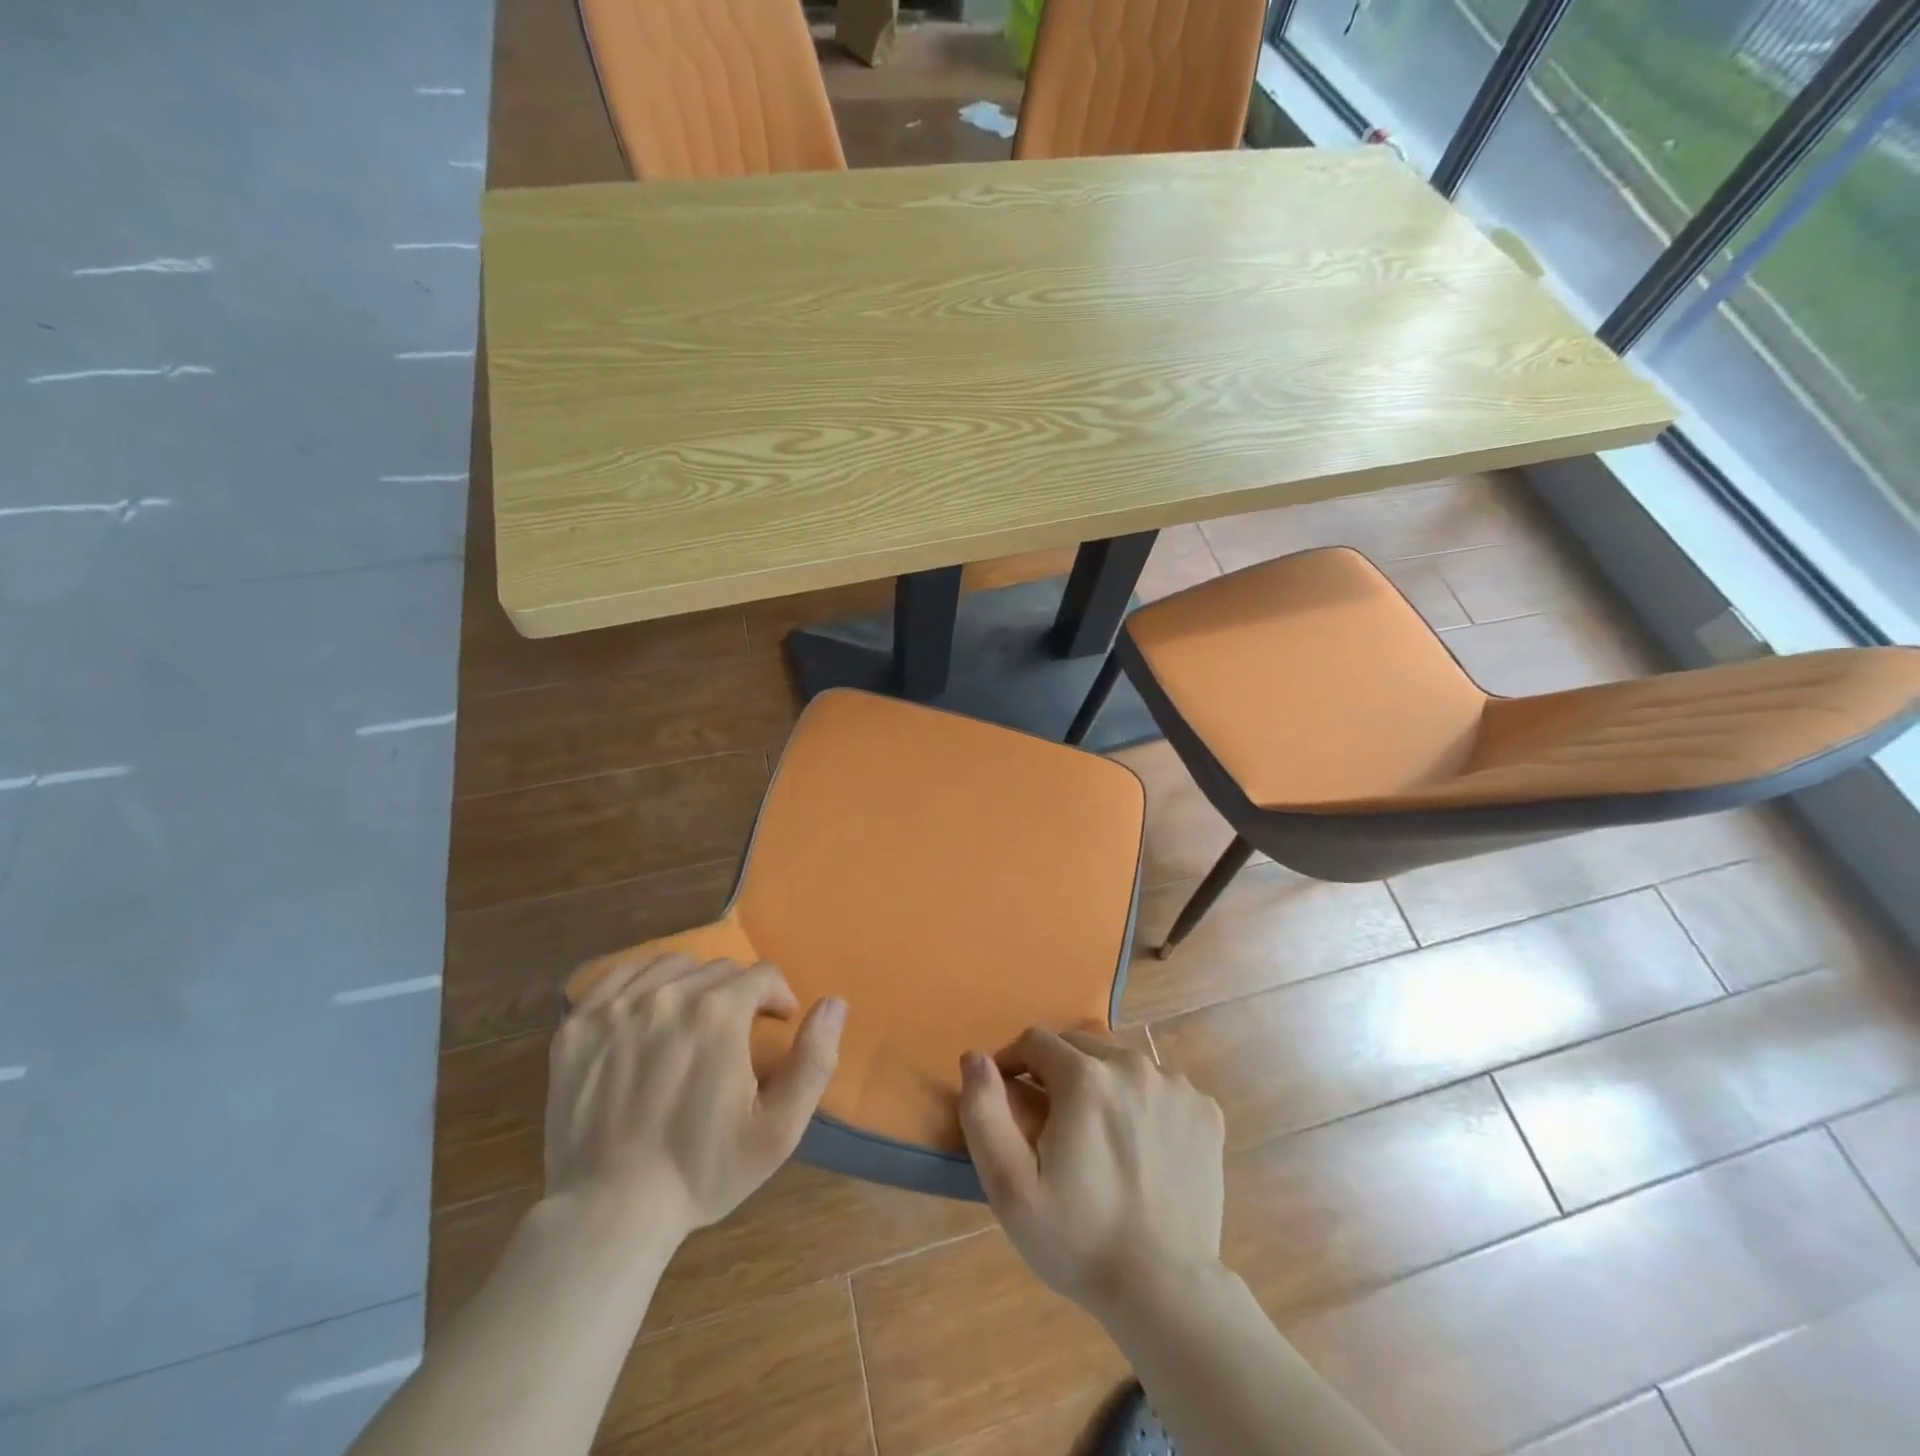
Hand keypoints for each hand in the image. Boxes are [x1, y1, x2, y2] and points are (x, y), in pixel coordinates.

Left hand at [544, 953, 844, 1242]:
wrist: (610, 1213)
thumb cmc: (702, 1172)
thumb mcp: (778, 1129)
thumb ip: (815, 1059)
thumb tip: (835, 1002)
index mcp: (719, 1012)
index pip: (763, 975)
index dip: (778, 998)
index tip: (776, 1026)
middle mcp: (669, 994)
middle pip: (719, 968)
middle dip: (738, 994)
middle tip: (735, 1035)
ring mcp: (617, 1006)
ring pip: (672, 965)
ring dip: (693, 984)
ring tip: (692, 1021)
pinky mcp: (579, 1024)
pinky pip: (620, 976)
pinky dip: (642, 984)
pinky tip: (647, 1013)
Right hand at [957, 1028, 1225, 1317]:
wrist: (1165, 1292)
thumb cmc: (1079, 1239)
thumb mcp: (1010, 1186)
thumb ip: (984, 1112)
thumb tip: (975, 1057)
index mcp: (1085, 1077)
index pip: (1036, 1041)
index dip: (1014, 1063)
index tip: (1010, 1097)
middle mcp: (1133, 1065)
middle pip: (1079, 1047)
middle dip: (1057, 1072)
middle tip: (1053, 1123)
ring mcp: (1176, 1086)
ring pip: (1121, 1063)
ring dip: (1101, 1084)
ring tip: (1098, 1136)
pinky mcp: (1205, 1110)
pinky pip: (1160, 1086)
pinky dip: (1143, 1102)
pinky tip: (1140, 1146)